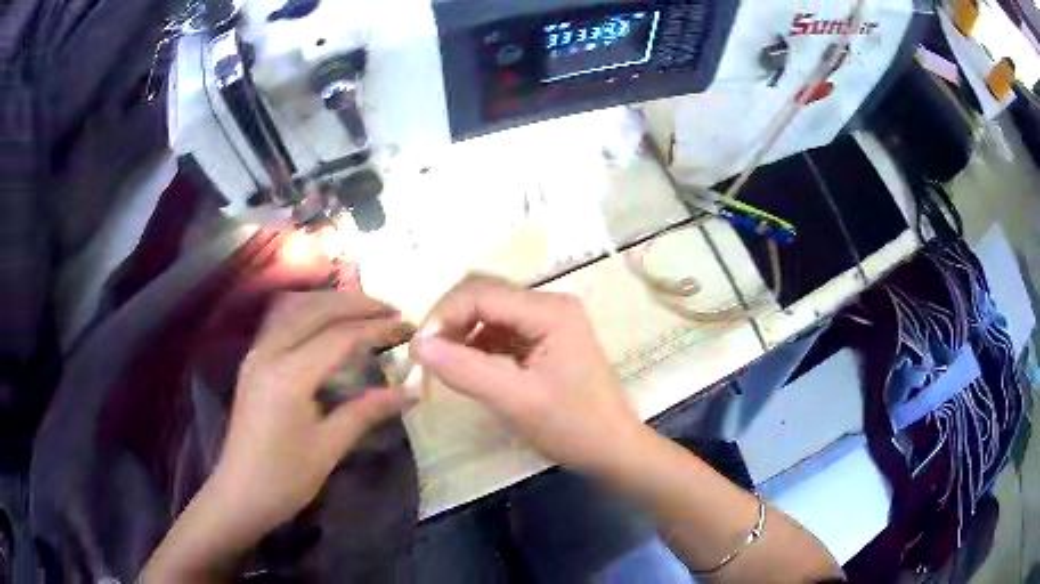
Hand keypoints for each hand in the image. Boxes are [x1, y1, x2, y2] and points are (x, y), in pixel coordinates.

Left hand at [214, 290, 413, 533]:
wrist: (239, 494)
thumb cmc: (285, 478)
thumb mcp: (329, 448)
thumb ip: (366, 412)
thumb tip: (410, 393)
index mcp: (289, 376)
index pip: (339, 337)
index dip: (376, 329)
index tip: (407, 327)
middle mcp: (269, 352)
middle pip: (316, 310)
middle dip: (357, 304)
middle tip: (392, 311)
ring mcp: (257, 353)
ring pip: (295, 307)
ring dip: (331, 301)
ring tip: (363, 309)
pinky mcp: (253, 361)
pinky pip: (282, 319)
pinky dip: (309, 309)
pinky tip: (325, 319)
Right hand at [412, 275, 644, 473]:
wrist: (615, 450)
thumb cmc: (573, 427)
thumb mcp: (515, 401)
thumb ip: (465, 370)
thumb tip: (417, 345)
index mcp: (549, 310)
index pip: (480, 293)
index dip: (442, 315)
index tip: (418, 351)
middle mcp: (550, 304)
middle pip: (484, 294)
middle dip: (450, 319)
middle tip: (427, 354)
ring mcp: (549, 321)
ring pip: (490, 312)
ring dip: (462, 331)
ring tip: (443, 362)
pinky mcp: (546, 340)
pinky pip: (501, 330)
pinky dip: (478, 344)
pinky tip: (467, 366)